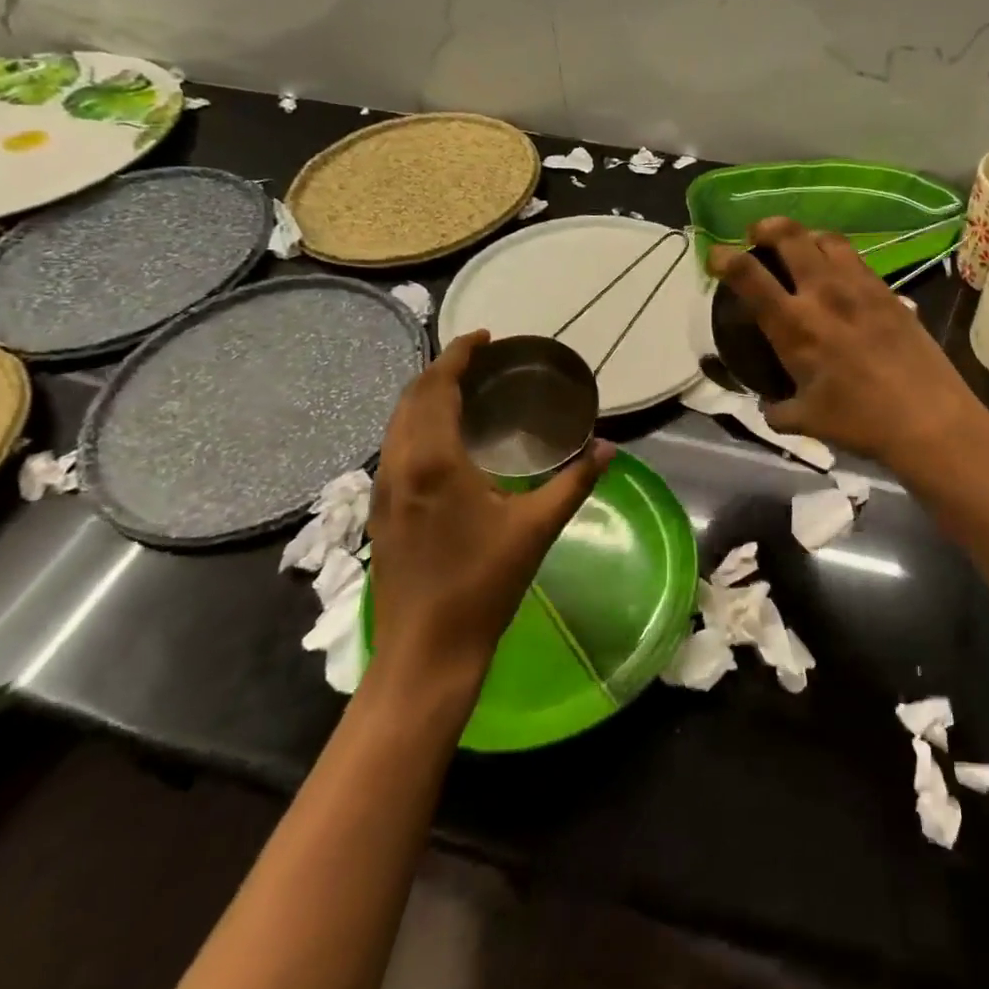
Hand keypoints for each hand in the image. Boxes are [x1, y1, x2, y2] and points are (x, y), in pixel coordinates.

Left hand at [366, 330, 610, 683]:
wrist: (426, 652)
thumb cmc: (484, 585)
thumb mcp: (537, 528)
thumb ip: (574, 482)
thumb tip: (607, 448)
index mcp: (435, 461)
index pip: (438, 387)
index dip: (458, 355)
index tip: (484, 336)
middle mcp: (400, 465)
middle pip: (411, 397)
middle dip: (440, 369)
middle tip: (478, 359)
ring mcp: (383, 490)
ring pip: (395, 422)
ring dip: (423, 395)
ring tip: (461, 389)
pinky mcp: (380, 511)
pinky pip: (392, 447)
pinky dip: (414, 423)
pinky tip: (442, 439)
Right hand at [709, 218, 988, 470]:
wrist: (928, 418)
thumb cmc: (860, 421)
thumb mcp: (806, 420)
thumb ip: (778, 410)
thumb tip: (770, 407)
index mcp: (794, 324)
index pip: (748, 275)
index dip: (725, 258)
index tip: (716, 255)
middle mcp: (824, 293)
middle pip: (791, 236)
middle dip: (767, 227)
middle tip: (758, 234)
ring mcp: (861, 287)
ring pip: (829, 239)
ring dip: (807, 236)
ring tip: (801, 247)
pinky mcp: (890, 292)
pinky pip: (858, 260)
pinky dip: (839, 258)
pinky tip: (841, 278)